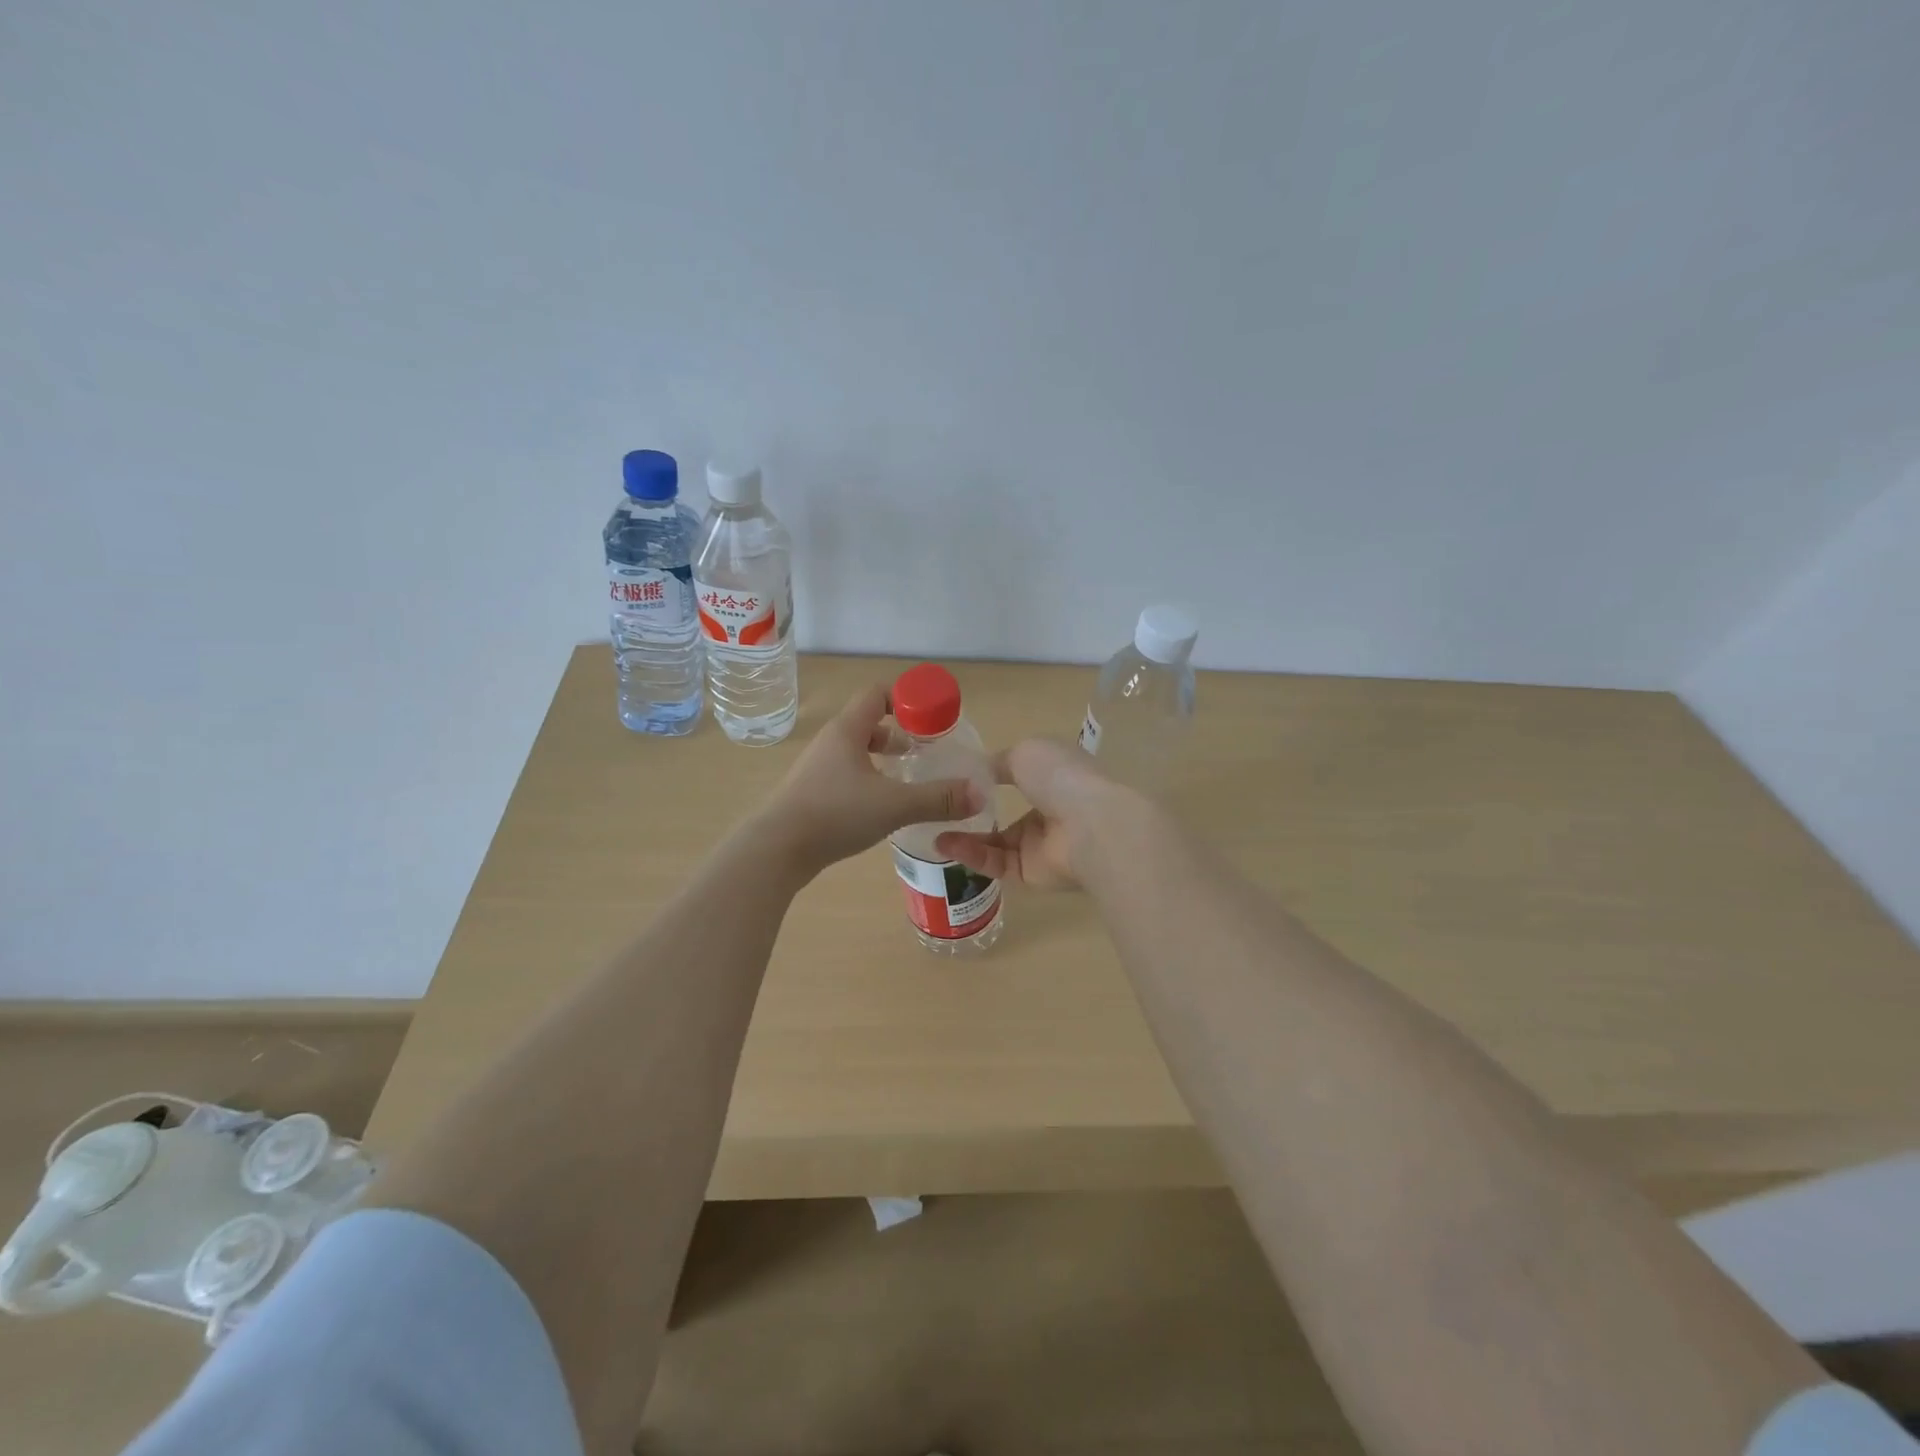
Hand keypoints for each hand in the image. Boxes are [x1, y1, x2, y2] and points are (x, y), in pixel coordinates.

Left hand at [764, 686, 982, 871]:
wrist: (776, 850)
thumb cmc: (835, 814)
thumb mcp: (894, 805)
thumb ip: (939, 798)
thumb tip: (979, 793)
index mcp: (848, 731)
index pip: (877, 694)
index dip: (906, 700)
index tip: (931, 718)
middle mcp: (831, 742)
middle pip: (869, 723)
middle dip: (900, 733)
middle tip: (926, 751)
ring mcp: (818, 768)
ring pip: (857, 751)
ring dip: (884, 759)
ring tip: (908, 778)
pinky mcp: (812, 793)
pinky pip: (847, 774)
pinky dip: (869, 780)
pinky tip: (882, 805)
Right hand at [934, 737, 1123, 890]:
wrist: (1092, 826)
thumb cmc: (1061, 777)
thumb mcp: (1025, 752)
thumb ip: (999, 762)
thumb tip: (978, 770)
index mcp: (1054, 777)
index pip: (1019, 777)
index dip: (989, 778)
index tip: (955, 778)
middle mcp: (1049, 812)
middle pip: (1005, 815)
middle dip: (973, 813)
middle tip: (939, 809)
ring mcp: (1041, 846)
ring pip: (995, 843)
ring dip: (964, 837)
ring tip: (933, 830)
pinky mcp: (1031, 874)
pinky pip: (995, 864)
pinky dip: (971, 854)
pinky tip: (945, 845)